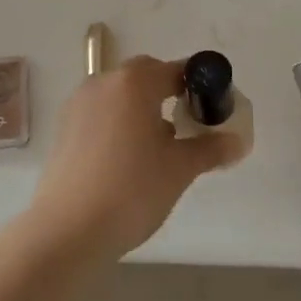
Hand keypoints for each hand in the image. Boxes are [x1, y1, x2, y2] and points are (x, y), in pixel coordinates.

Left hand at [27, 55, 246, 259]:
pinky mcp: (64, 128)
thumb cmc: (132, 190)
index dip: (198, 86)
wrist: (68, 230)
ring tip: (157, 147)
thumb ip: (209, 148)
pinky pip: (100, 113)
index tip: (212, 109)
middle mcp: (103, 82)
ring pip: (119, 95)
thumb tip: (237, 142)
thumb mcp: (180, 169)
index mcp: (134, 82)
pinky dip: (118, 123)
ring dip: (141, 108)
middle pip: (144, 76)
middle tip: (187, 126)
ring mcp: (79, 104)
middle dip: (168, 93)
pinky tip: (127, 159)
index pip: (175, 70)